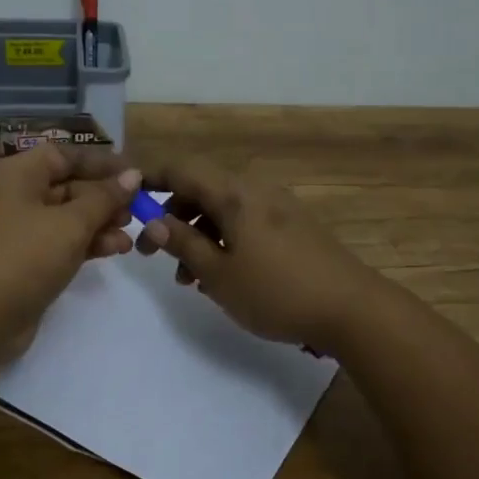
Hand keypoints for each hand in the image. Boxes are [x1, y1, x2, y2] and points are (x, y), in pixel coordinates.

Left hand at [0, 144, 139, 345]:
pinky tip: (114, 250)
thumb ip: (104, 198)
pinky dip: (85, 243)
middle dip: (104, 198)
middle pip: (66, 185)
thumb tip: (132, 176)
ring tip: (130, 236)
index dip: (100, 162)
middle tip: (138, 210)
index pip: (63, 155)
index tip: (134, 175)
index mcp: (16, 174)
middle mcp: (13, 196)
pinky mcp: (22, 260)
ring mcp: (16, 230)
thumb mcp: (71, 224)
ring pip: (65, 216)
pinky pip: (59, 241)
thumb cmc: (24, 257)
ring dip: (99, 223)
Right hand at [134, 159, 376, 350]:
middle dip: (172, 217)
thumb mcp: (219, 275)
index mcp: (234, 195)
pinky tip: (220, 277)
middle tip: (152, 254)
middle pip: (201, 189)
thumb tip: (155, 222)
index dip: (150, 177)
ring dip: (197, 236)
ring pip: (222, 210)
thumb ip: (184, 245)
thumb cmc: (277, 292)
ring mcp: (277, 208)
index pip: (181, 168)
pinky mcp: (292, 227)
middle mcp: (255, 191)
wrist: (352, 309)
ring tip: (187, 279)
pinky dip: (223, 241)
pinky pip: (245, 223)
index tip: (126, 197)